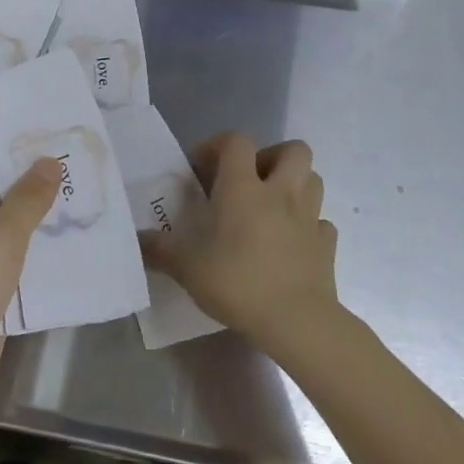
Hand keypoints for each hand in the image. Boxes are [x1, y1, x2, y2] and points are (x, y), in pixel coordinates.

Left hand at [0, 141, 59, 445]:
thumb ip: (26, 200)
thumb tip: (48, 161)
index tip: (35, 117)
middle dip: (28, 169)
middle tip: (73, 148)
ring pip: (10, 222)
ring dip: (40, 208)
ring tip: (85, 186)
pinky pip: (18, 258)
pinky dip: (42, 247)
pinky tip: (77, 238)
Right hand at [142, 132, 343, 356]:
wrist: (296, 321)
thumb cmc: (237, 282)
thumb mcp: (186, 267)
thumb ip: (159, 249)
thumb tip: (136, 239)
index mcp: (244, 187)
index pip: (237, 141)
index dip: (218, 145)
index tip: (202, 169)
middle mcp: (281, 192)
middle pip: (293, 149)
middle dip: (271, 157)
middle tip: (250, 182)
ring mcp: (309, 217)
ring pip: (313, 179)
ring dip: (294, 185)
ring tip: (272, 207)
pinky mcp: (327, 245)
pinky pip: (321, 223)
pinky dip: (308, 226)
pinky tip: (291, 243)